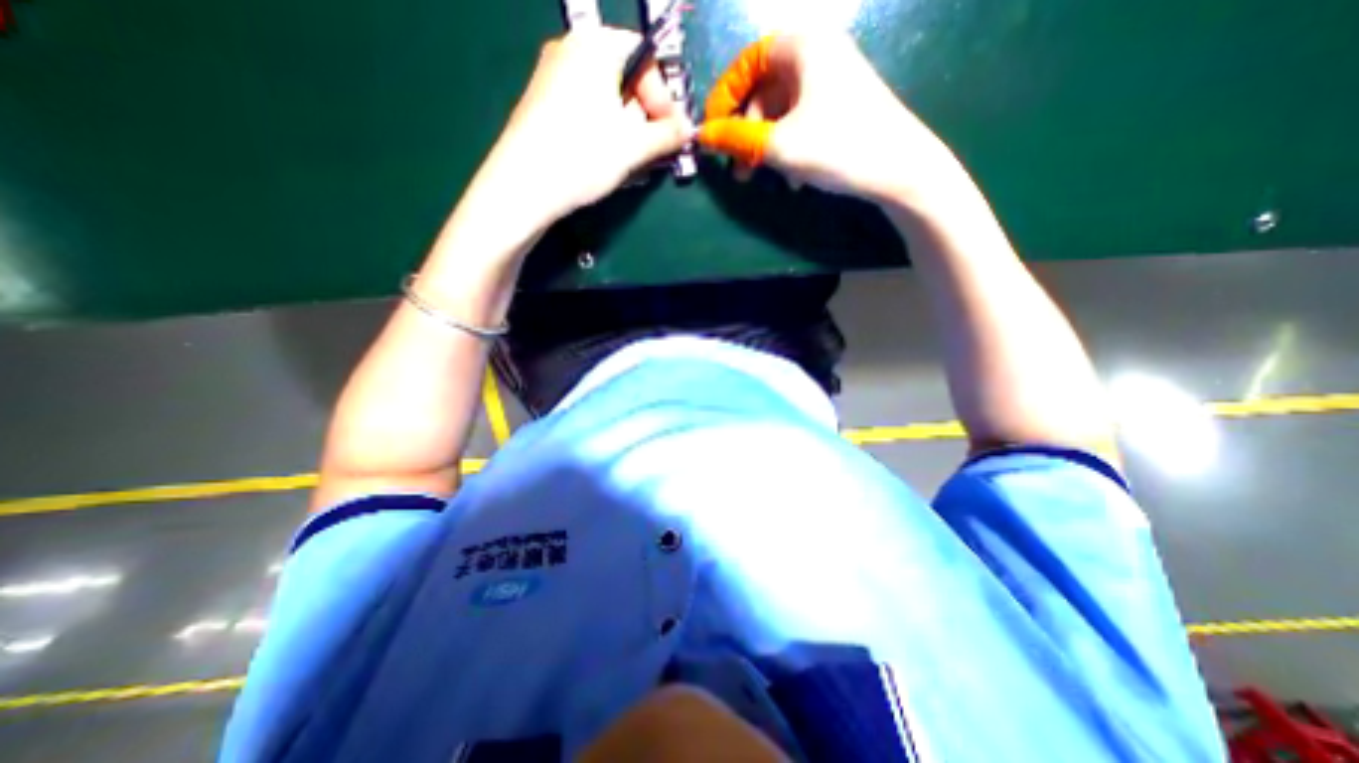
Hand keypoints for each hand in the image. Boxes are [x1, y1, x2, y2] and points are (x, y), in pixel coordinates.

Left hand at [475, 26, 694, 232]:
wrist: (523, 186)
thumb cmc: (583, 156)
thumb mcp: (634, 146)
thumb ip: (668, 134)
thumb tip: (688, 128)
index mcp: (595, 45)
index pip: (646, 59)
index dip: (664, 98)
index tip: (671, 133)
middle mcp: (570, 49)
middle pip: (624, 78)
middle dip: (643, 116)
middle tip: (650, 150)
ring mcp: (551, 75)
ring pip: (604, 98)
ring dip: (624, 128)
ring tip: (627, 160)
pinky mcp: (541, 104)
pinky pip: (584, 110)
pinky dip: (602, 131)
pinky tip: (601, 159)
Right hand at [701, 32, 964, 209]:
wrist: (901, 170)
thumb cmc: (838, 147)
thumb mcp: (778, 145)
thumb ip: (735, 138)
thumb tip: (700, 135)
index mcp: (803, 46)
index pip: (747, 63)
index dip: (724, 98)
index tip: (712, 133)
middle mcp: (818, 54)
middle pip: (763, 90)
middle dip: (746, 131)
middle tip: (738, 168)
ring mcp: (832, 82)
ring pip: (780, 111)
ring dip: (765, 146)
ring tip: (763, 177)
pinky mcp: (841, 108)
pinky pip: (799, 123)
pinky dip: (788, 148)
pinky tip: (793, 177)